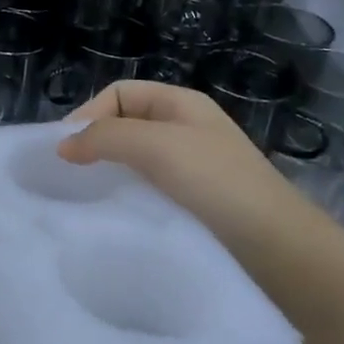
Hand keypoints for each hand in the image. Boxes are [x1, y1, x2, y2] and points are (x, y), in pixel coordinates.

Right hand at [56, 80, 320, 247]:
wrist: (280, 250)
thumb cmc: (216, 183)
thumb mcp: (156, 145)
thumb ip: (105, 137)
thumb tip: (63, 146)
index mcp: (181, 104)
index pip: (119, 93)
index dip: (89, 113)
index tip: (65, 150)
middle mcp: (186, 131)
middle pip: (126, 126)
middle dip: (96, 144)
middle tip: (70, 176)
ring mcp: (193, 170)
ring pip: (136, 162)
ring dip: (111, 175)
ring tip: (89, 199)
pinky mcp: (195, 207)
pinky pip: (149, 193)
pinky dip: (128, 200)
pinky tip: (118, 217)